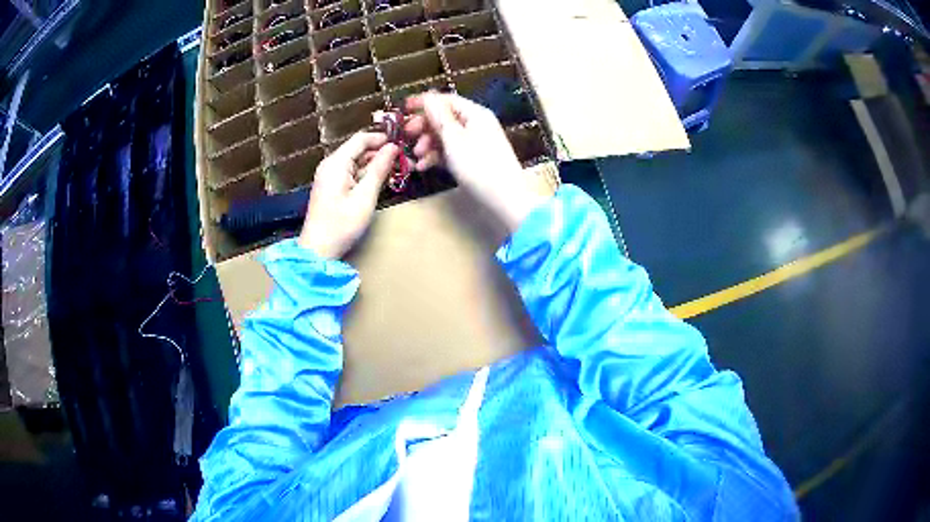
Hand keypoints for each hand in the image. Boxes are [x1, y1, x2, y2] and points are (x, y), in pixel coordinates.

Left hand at [299, 132, 399, 258]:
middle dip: (380, 152)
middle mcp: (330, 164)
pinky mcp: (331, 186)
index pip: (361, 138)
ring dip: (375, 164)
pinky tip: (379, 181)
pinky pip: (351, 172)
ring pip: (356, 161)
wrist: (318, 250)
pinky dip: (365, 174)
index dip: (382, 138)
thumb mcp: (365, 197)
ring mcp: (329, 175)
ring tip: (396, 171)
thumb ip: (379, 169)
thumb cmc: (341, 225)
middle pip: (358, 149)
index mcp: (336, 163)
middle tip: (403, 161)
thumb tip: (393, 147)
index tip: (402, 144)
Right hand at [404, 92, 549, 231]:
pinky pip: (451, 152)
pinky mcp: (473, 160)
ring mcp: (475, 143)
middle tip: (407, 136)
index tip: (403, 108)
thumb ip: (439, 117)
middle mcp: (476, 124)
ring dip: (428, 144)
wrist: (505, 200)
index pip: (446, 100)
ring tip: (416, 156)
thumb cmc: (479, 166)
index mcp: (475, 114)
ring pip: (445, 136)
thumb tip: (428, 97)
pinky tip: (424, 167)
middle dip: (425, 126)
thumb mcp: (454, 140)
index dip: (424, 102)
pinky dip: (437, 157)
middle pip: (444, 118)